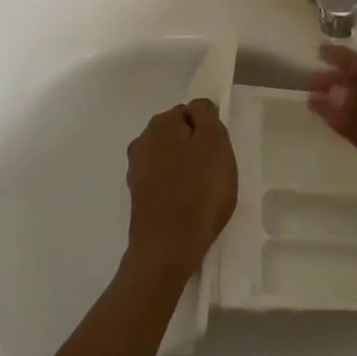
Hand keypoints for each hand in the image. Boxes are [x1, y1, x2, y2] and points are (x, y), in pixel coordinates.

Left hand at [124, 98, 237, 280]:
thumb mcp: (214, 143)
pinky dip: (176, 187)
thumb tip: (197, 107)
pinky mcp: (137, 196)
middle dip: (195, 147)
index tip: (219, 151)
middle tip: (215, 171)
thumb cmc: (199, 191)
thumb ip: (206, 116)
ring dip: (185, 168)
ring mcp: (136, 170)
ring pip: (169, 157)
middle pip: (178, 134)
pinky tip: (188, 205)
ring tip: (203, 191)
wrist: (167, 248)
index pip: (190, 111)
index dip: (208, 128)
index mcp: (161, 124)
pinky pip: (163, 181)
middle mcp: (142, 141)